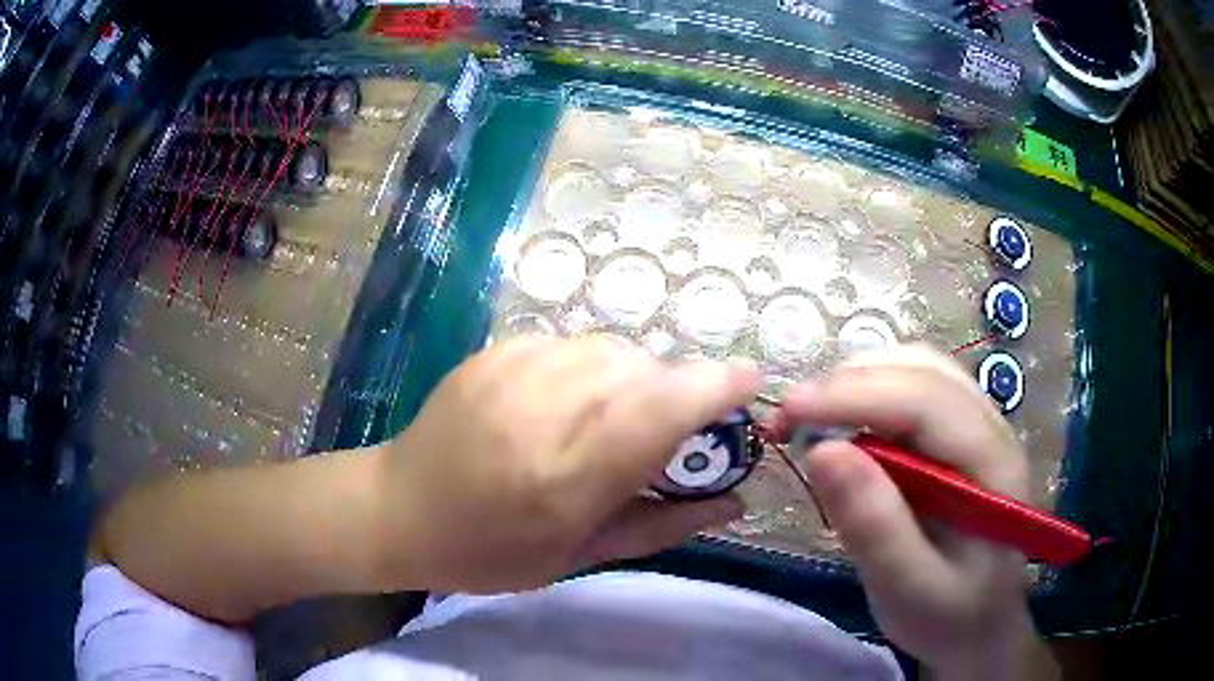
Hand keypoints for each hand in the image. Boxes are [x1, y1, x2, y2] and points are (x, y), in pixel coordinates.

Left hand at [370, 335, 761, 593]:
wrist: (400, 509)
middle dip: (675, 392)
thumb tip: (736, 502)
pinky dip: (591, 368)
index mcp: (568, 475)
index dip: (716, 386)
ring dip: (634, 378)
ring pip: (612, 348)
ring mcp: (514, 370)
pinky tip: (566, 402)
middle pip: (644, 369)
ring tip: (611, 418)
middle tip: (665, 433)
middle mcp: (545, 409)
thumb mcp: (581, 555)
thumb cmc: (490, 551)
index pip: (661, 408)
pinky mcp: (495, 351)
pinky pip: (571, 344)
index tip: (750, 381)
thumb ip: (665, 523)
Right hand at [769, 346, 1051, 679]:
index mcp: (993, 465)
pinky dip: (869, 392)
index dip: (855, 396)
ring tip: (810, 418)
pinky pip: (913, 387)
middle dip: (849, 383)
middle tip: (788, 420)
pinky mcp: (958, 431)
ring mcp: (978, 423)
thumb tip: (821, 451)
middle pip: (921, 370)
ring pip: (916, 368)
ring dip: (857, 381)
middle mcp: (991, 427)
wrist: (978, 623)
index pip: (926, 402)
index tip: (788, 413)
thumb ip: (874, 527)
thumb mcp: (909, 590)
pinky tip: (844, 423)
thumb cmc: (947, 615)